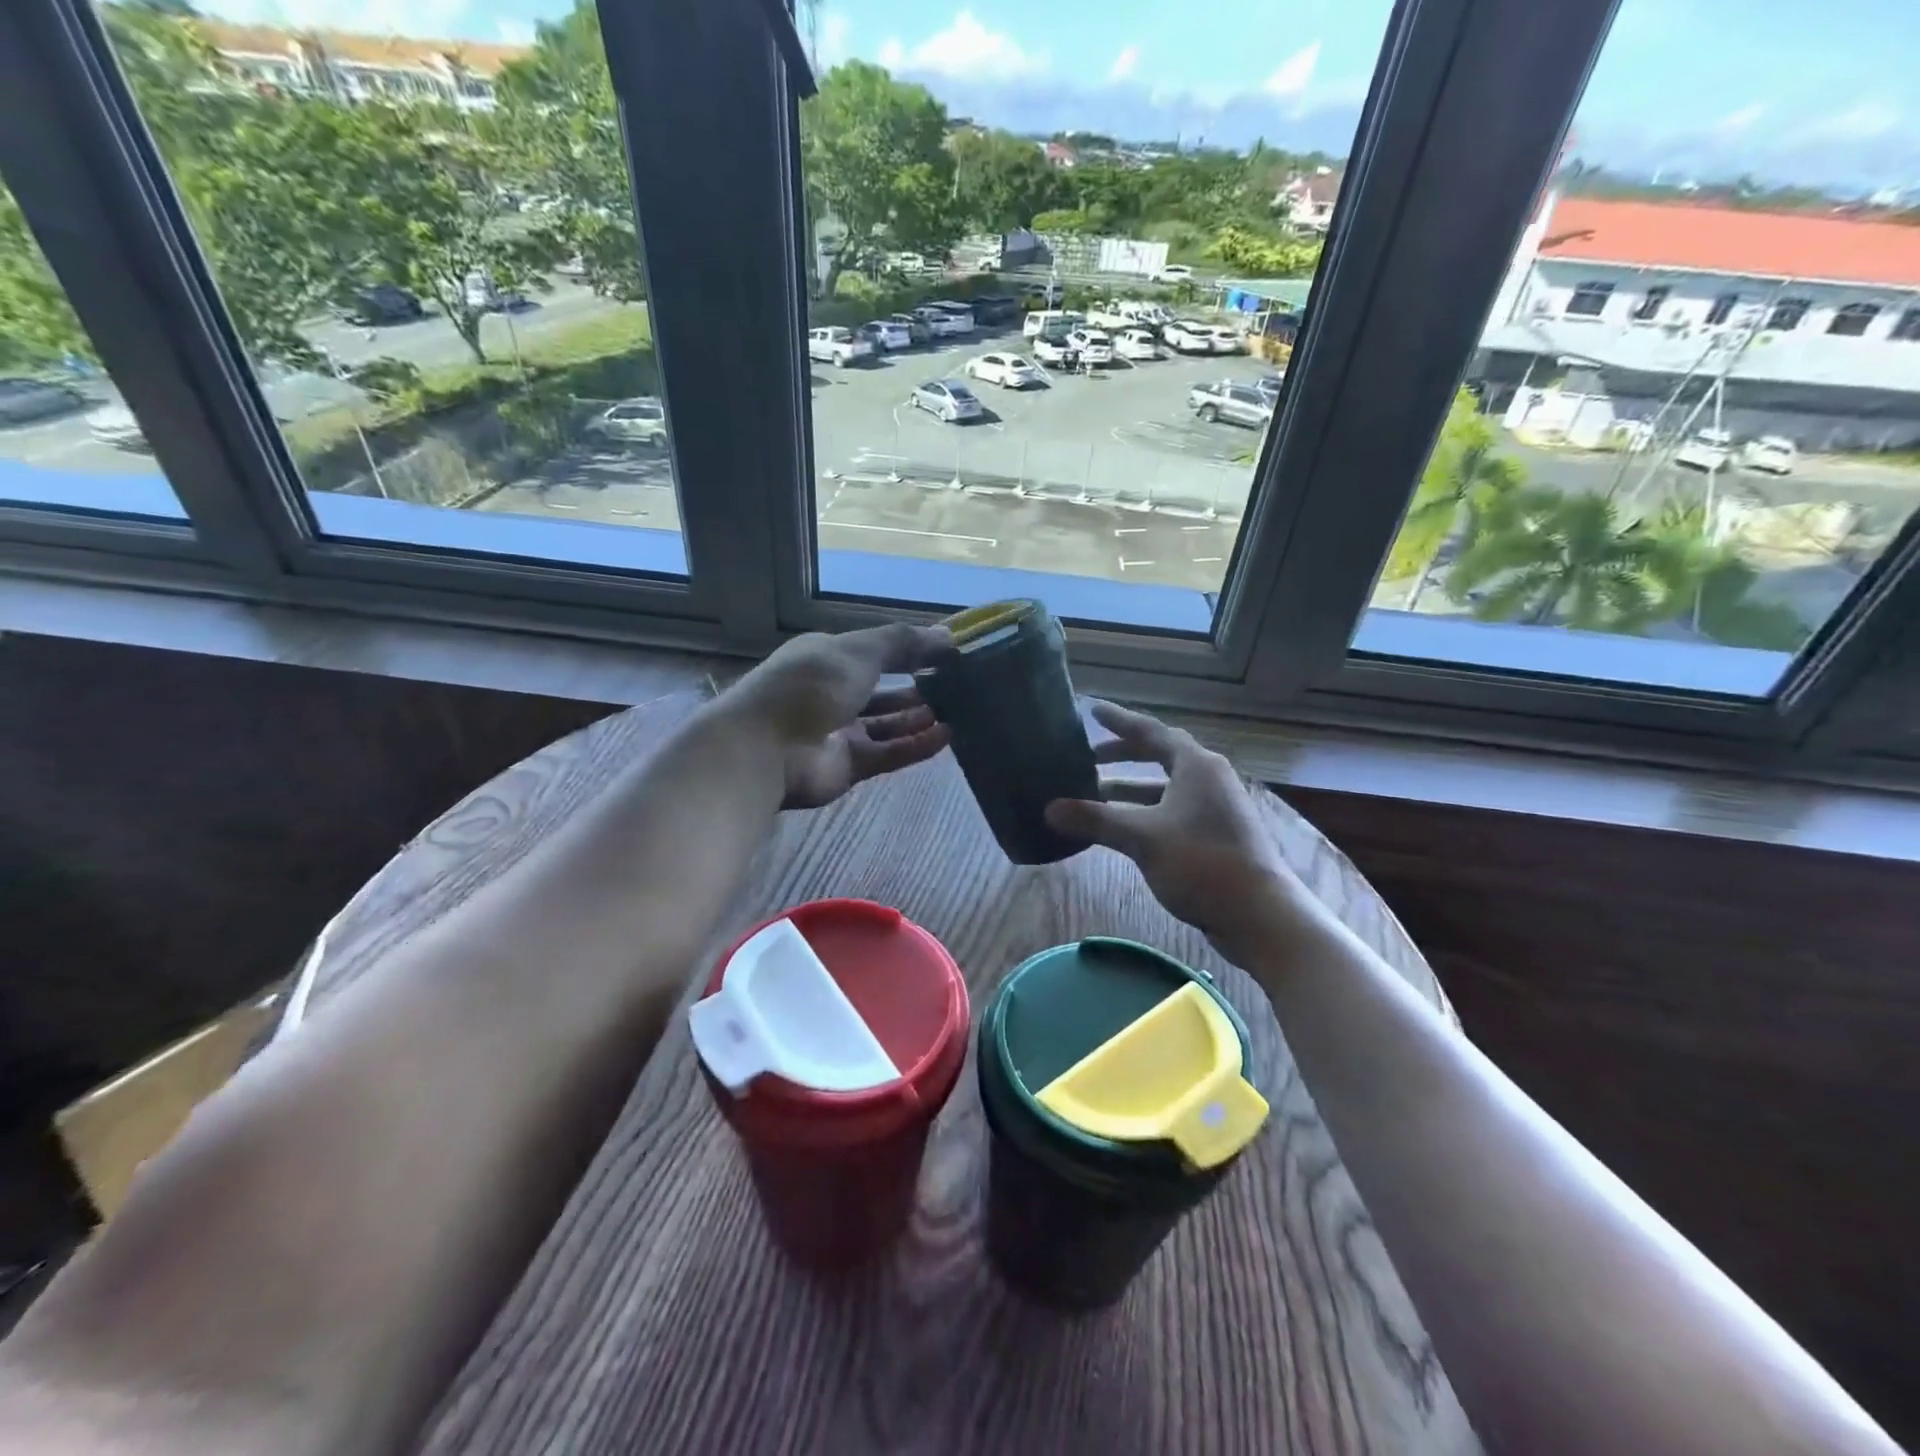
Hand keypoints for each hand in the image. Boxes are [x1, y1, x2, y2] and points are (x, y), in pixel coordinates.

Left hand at [725, 624, 953, 809]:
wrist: (766, 749)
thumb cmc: (810, 686)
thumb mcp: (859, 651)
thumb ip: (903, 643)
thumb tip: (947, 635)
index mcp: (827, 658)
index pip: (873, 652)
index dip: (907, 651)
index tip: (945, 654)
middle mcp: (833, 693)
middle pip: (882, 690)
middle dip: (916, 687)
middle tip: (958, 685)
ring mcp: (840, 732)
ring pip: (888, 724)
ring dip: (919, 718)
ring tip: (958, 710)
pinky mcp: (849, 766)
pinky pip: (889, 753)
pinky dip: (916, 745)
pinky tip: (947, 736)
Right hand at [1045, 701, 1304, 958]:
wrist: (1258, 913)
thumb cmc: (1202, 862)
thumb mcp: (1142, 838)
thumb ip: (1096, 819)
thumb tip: (1049, 809)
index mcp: (1196, 765)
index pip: (1151, 731)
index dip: (1119, 721)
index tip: (1093, 710)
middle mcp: (1208, 778)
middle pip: (1160, 756)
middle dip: (1122, 756)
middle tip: (1087, 758)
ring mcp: (1215, 808)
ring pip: (1164, 788)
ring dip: (1130, 790)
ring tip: (1094, 796)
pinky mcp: (1216, 835)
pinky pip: (1171, 811)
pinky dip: (1144, 813)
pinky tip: (1122, 830)